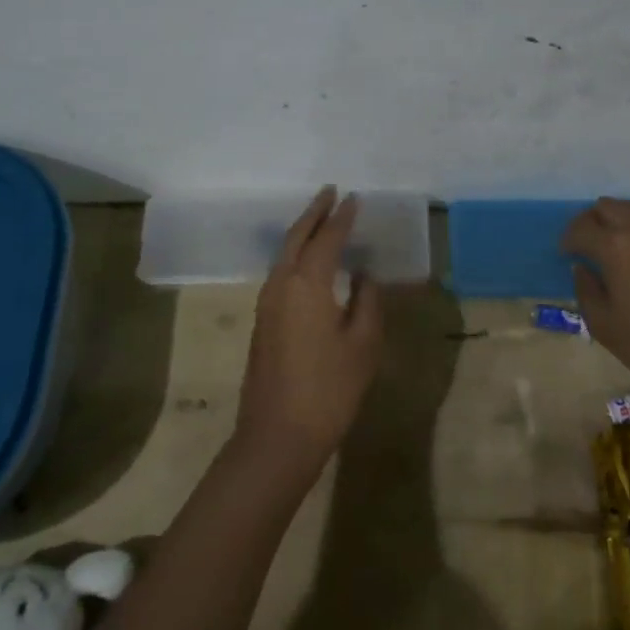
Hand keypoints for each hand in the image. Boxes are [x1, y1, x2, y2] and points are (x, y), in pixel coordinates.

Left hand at [234, 186, 384, 477]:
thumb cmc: (328, 390)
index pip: (327, 238)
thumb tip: (364, 275)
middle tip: (331, 192)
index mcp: (307, 283)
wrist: (277, 436)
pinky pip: (280, 272)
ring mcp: (266, 302)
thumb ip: (367, 302)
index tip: (355, 198)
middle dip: (314, 212)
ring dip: (302, 231)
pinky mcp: (263, 320)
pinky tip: (310, 261)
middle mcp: (281, 283)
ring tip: (322, 219)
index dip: (342, 217)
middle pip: (296, 236)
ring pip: (284, 253)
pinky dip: (296, 254)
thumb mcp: (362, 345)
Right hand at [562, 198, 629, 387]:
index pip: (581, 227)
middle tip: (592, 243)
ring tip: (624, 248)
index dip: (568, 239)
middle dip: (595, 221)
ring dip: (625, 224)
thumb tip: (583, 269)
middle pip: (610, 206)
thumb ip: (586, 290)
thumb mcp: (603, 325)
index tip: (567, 253)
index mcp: (616, 246)